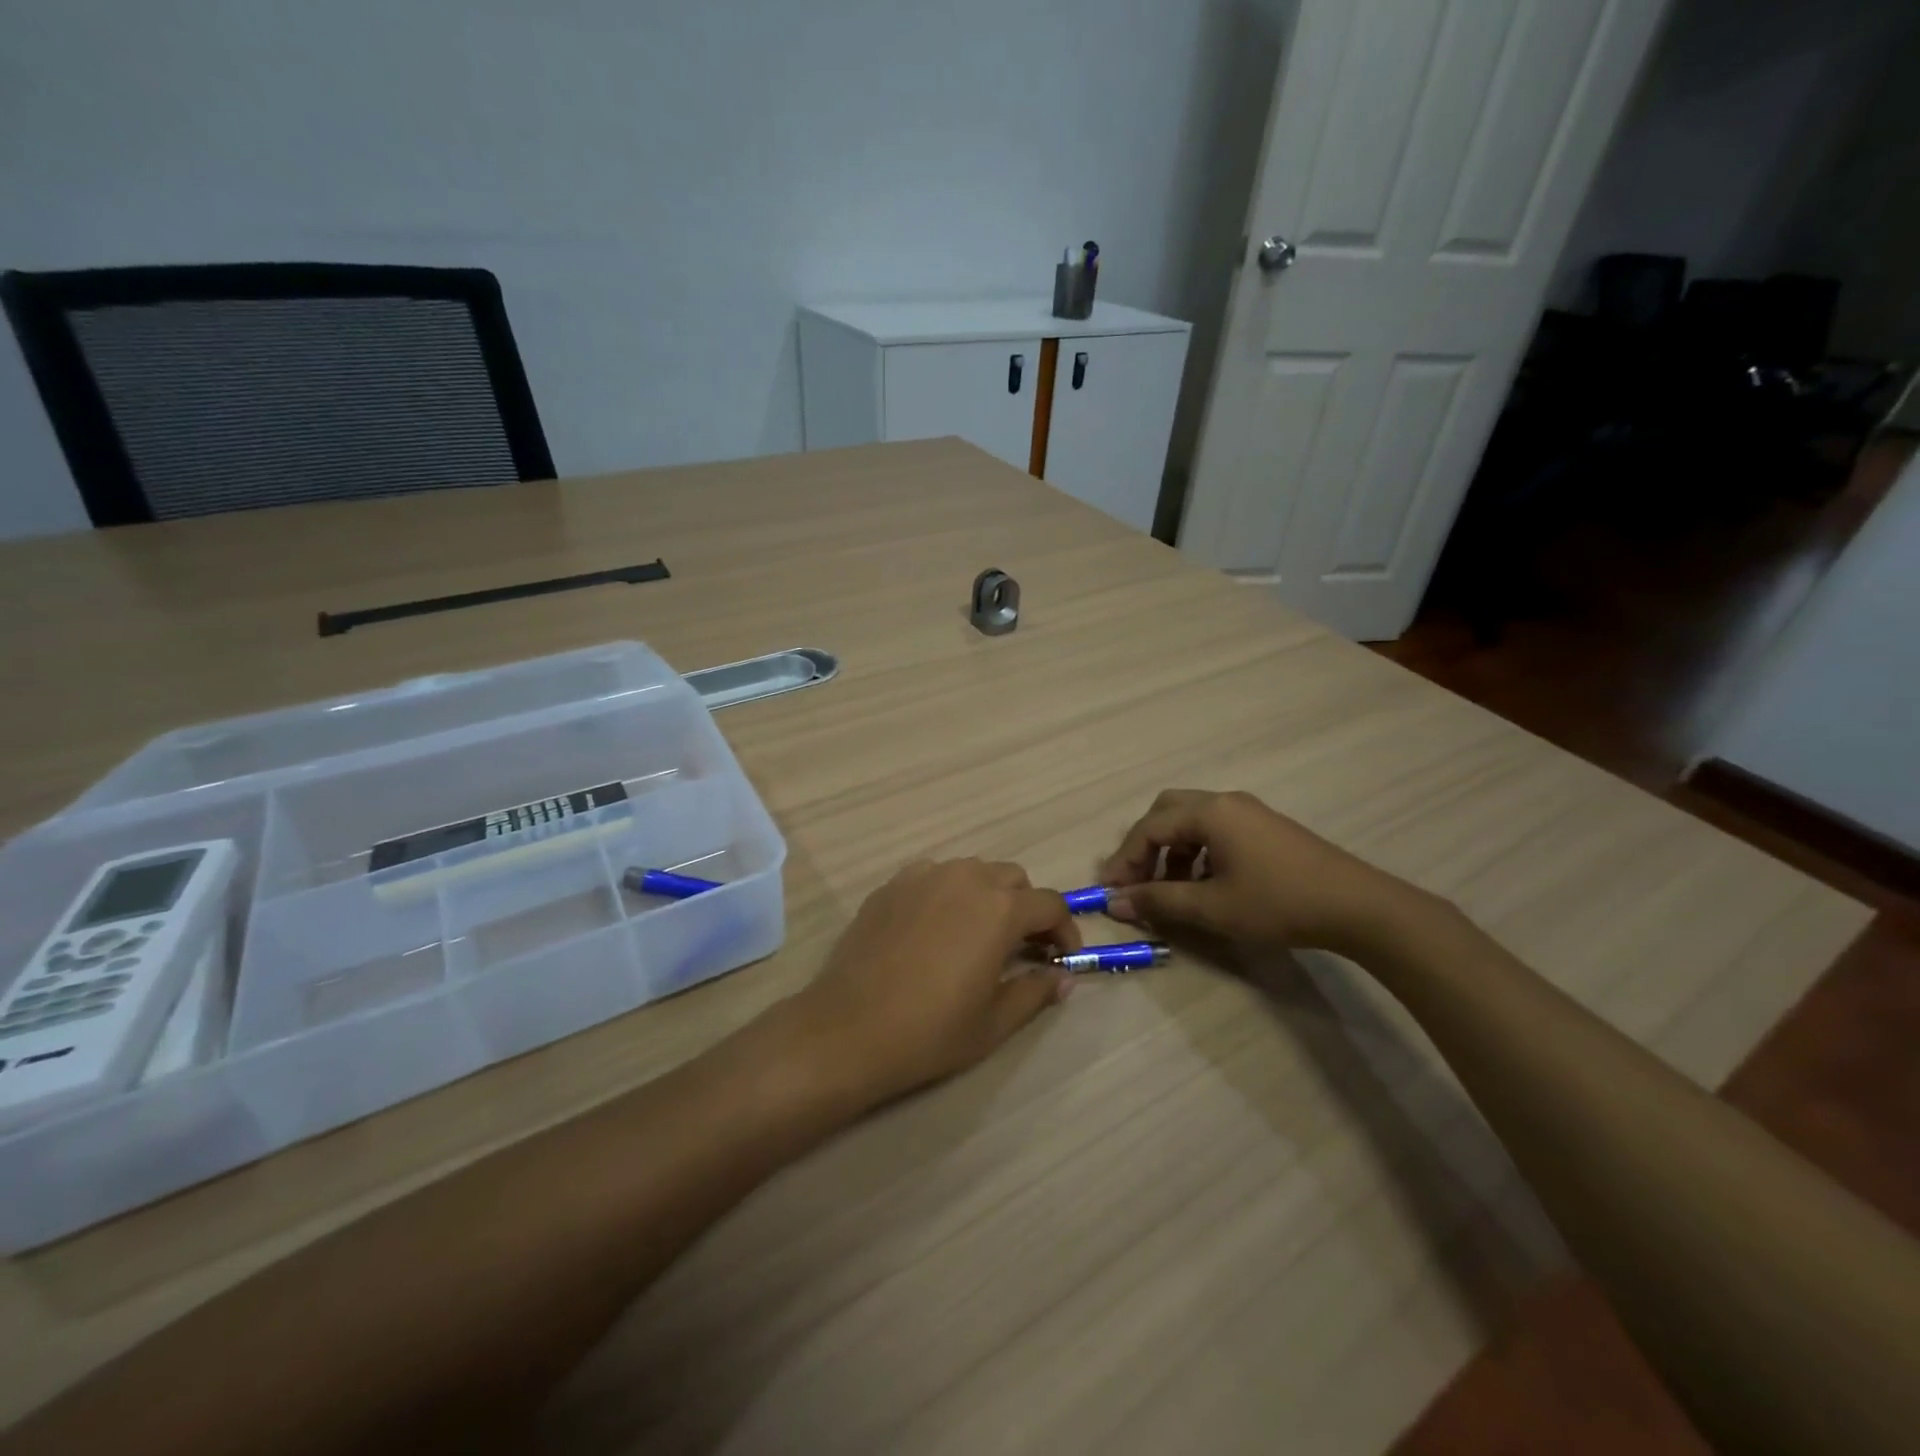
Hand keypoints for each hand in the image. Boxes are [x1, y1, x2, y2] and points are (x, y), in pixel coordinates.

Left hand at [787, 859, 1080, 1105]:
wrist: (848, 1029)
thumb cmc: (930, 1031)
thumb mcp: (994, 1022)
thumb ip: (1036, 992)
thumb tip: (1063, 977)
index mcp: (1000, 909)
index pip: (1050, 904)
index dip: (1064, 930)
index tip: (1061, 958)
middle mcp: (966, 879)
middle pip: (1013, 879)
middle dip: (1026, 908)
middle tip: (1022, 947)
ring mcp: (924, 876)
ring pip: (972, 871)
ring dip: (988, 896)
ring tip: (978, 935)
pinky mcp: (891, 885)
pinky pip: (933, 876)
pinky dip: (948, 894)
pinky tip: (936, 929)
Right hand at [1100, 789, 1429, 957]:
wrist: (1356, 906)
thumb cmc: (1277, 902)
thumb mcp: (1211, 907)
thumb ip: (1158, 901)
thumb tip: (1114, 903)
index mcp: (1208, 812)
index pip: (1149, 828)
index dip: (1124, 860)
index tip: (1110, 891)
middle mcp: (1225, 801)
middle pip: (1167, 812)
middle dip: (1146, 846)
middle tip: (1137, 880)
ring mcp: (1249, 811)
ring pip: (1192, 821)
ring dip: (1172, 851)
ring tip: (1171, 890)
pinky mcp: (1266, 827)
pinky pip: (1216, 829)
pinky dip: (1197, 852)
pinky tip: (1206, 884)